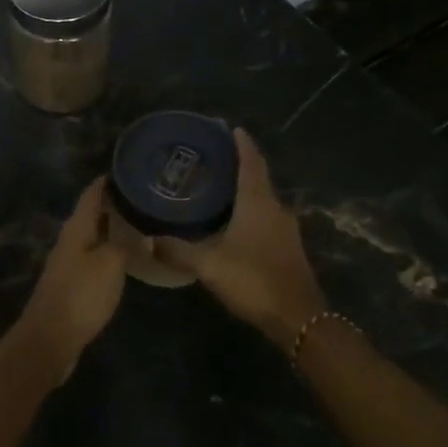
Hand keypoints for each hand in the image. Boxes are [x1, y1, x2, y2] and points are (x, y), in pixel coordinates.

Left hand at [13, 178, 129, 378]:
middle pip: (92, 214)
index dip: (108, 181)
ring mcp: (70, 263)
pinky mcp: (74, 283)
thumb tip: (143, 235)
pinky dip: (111, 250)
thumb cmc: (81, 295)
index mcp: (76, 229)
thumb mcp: (110, 265)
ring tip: (141, 222)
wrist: (51, 338)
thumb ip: (126, 245)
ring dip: (113, 227)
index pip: (92, 194)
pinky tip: (127, 256)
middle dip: (115, 203)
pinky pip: (95, 257)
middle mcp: (70, 240)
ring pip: (94, 236)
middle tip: (144, 196)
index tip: (130, 169)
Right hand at [155, 129, 325, 349]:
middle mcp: (276, 208)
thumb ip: (178, 250)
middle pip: (258, 177)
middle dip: (240, 164)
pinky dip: (251, 211)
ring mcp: (286, 229)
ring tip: (220, 188)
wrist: (298, 317)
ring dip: (246, 189)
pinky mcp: (288, 248)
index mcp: (258, 202)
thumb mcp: (209, 264)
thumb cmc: (254, 280)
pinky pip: (267, 218)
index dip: (242, 144)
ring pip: (263, 199)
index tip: (230, 128)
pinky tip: (234, 222)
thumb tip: (149, 240)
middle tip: (215, 158)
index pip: (251, 162)